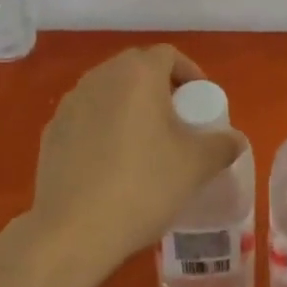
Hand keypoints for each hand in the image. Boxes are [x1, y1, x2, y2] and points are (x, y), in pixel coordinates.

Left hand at [28, 46, 240, 275]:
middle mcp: (100, 77)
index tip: (200, 103)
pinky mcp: (51, 131)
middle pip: (137, 69)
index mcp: (138, 73)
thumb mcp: (196, 166)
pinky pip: (87, 117)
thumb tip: (235, 140)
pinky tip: (112, 163)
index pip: (168, 55)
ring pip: (109, 92)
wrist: (72, 231)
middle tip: (177, 121)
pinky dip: (104, 127)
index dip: (190, 73)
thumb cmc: (142, 186)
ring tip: (146, 142)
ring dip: (130, 106)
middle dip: (160, 88)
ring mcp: (70, 103)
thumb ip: (222, 145)